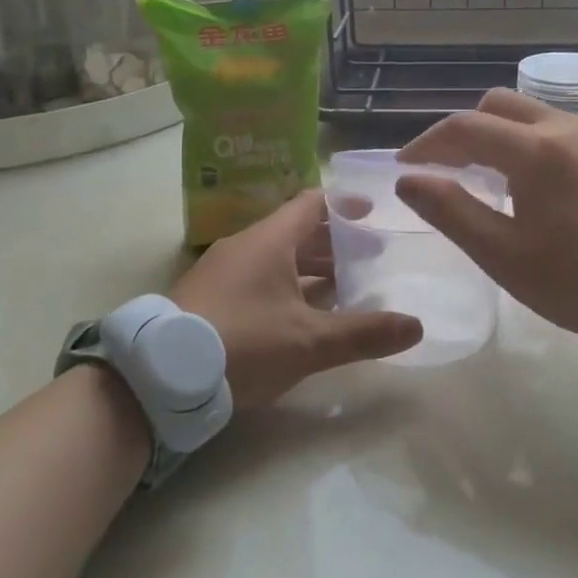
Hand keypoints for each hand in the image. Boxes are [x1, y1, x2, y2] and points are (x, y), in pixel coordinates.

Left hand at [170, 190, 421, 409]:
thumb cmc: (242, 342)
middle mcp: (246, 245)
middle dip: (336, 243)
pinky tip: (301, 316)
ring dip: (311, 269)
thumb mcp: (308, 342)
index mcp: (270, 240)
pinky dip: (287, 286)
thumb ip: (363, 334)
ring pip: (277, 257)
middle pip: (298, 231)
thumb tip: (417, 326)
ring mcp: (223, 271)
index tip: (374, 213)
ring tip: (345, 288)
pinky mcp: (209, 297)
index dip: (346, 205)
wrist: (159, 375)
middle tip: (371, 257)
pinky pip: (258, 278)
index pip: (313, 203)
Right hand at [397, 89, 577, 335]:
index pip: (464, 127)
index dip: (427, 143)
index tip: (406, 166)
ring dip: (504, 134)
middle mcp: (569, 128)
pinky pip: (568, 132)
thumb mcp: (504, 255)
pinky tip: (543, 186)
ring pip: (537, 115)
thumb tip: (410, 180)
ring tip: (494, 177)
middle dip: (465, 129)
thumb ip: (451, 210)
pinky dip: (538, 144)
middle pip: (500, 105)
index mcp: (535, 150)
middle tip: (449, 167)